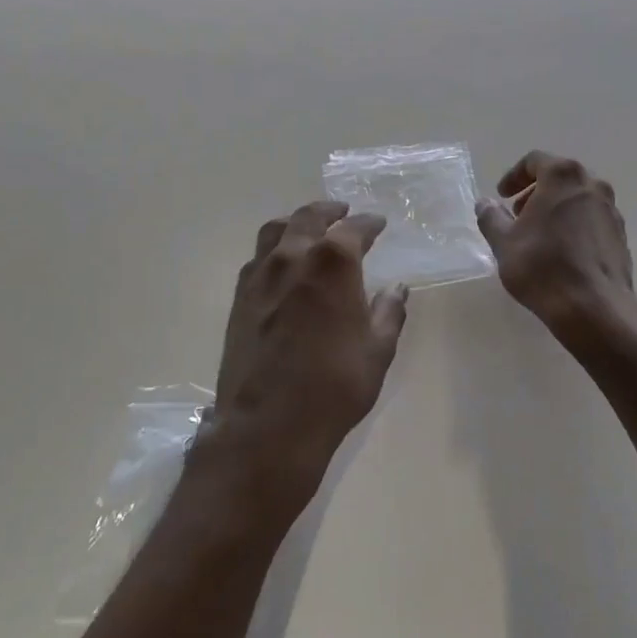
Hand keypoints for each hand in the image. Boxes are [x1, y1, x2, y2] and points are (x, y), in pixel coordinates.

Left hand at [196, 200, 409, 521]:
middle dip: (329, 211)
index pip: (354, 228)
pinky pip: (257, 259)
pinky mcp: (239, 299)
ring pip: (274, 231)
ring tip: (308, 229)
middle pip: (308, 217)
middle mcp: (293, 258)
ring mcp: (260, 277)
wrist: (268, 425)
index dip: (369, 223)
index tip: (379, 223)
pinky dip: (274, 251)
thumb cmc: (334, 386)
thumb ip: (388, 312)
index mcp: (333, 263)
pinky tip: (282, 266)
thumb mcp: (377, 350)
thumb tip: (397, 288)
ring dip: (295, 223)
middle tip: (342, 212)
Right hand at [475, 151, 635, 338]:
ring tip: (538, 235)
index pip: (535, 161)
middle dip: (535, 192)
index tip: (501, 196)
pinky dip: (574, 225)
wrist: (593, 306)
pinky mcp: (620, 235)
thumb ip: (491, 217)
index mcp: (563, 176)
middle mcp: (593, 185)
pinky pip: (592, 220)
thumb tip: (485, 204)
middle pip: (560, 177)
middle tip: (517, 215)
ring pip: (578, 198)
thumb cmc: (542, 267)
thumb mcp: (504, 242)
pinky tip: (561, 252)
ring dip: (556, 209)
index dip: (514, 176)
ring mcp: (611, 210)